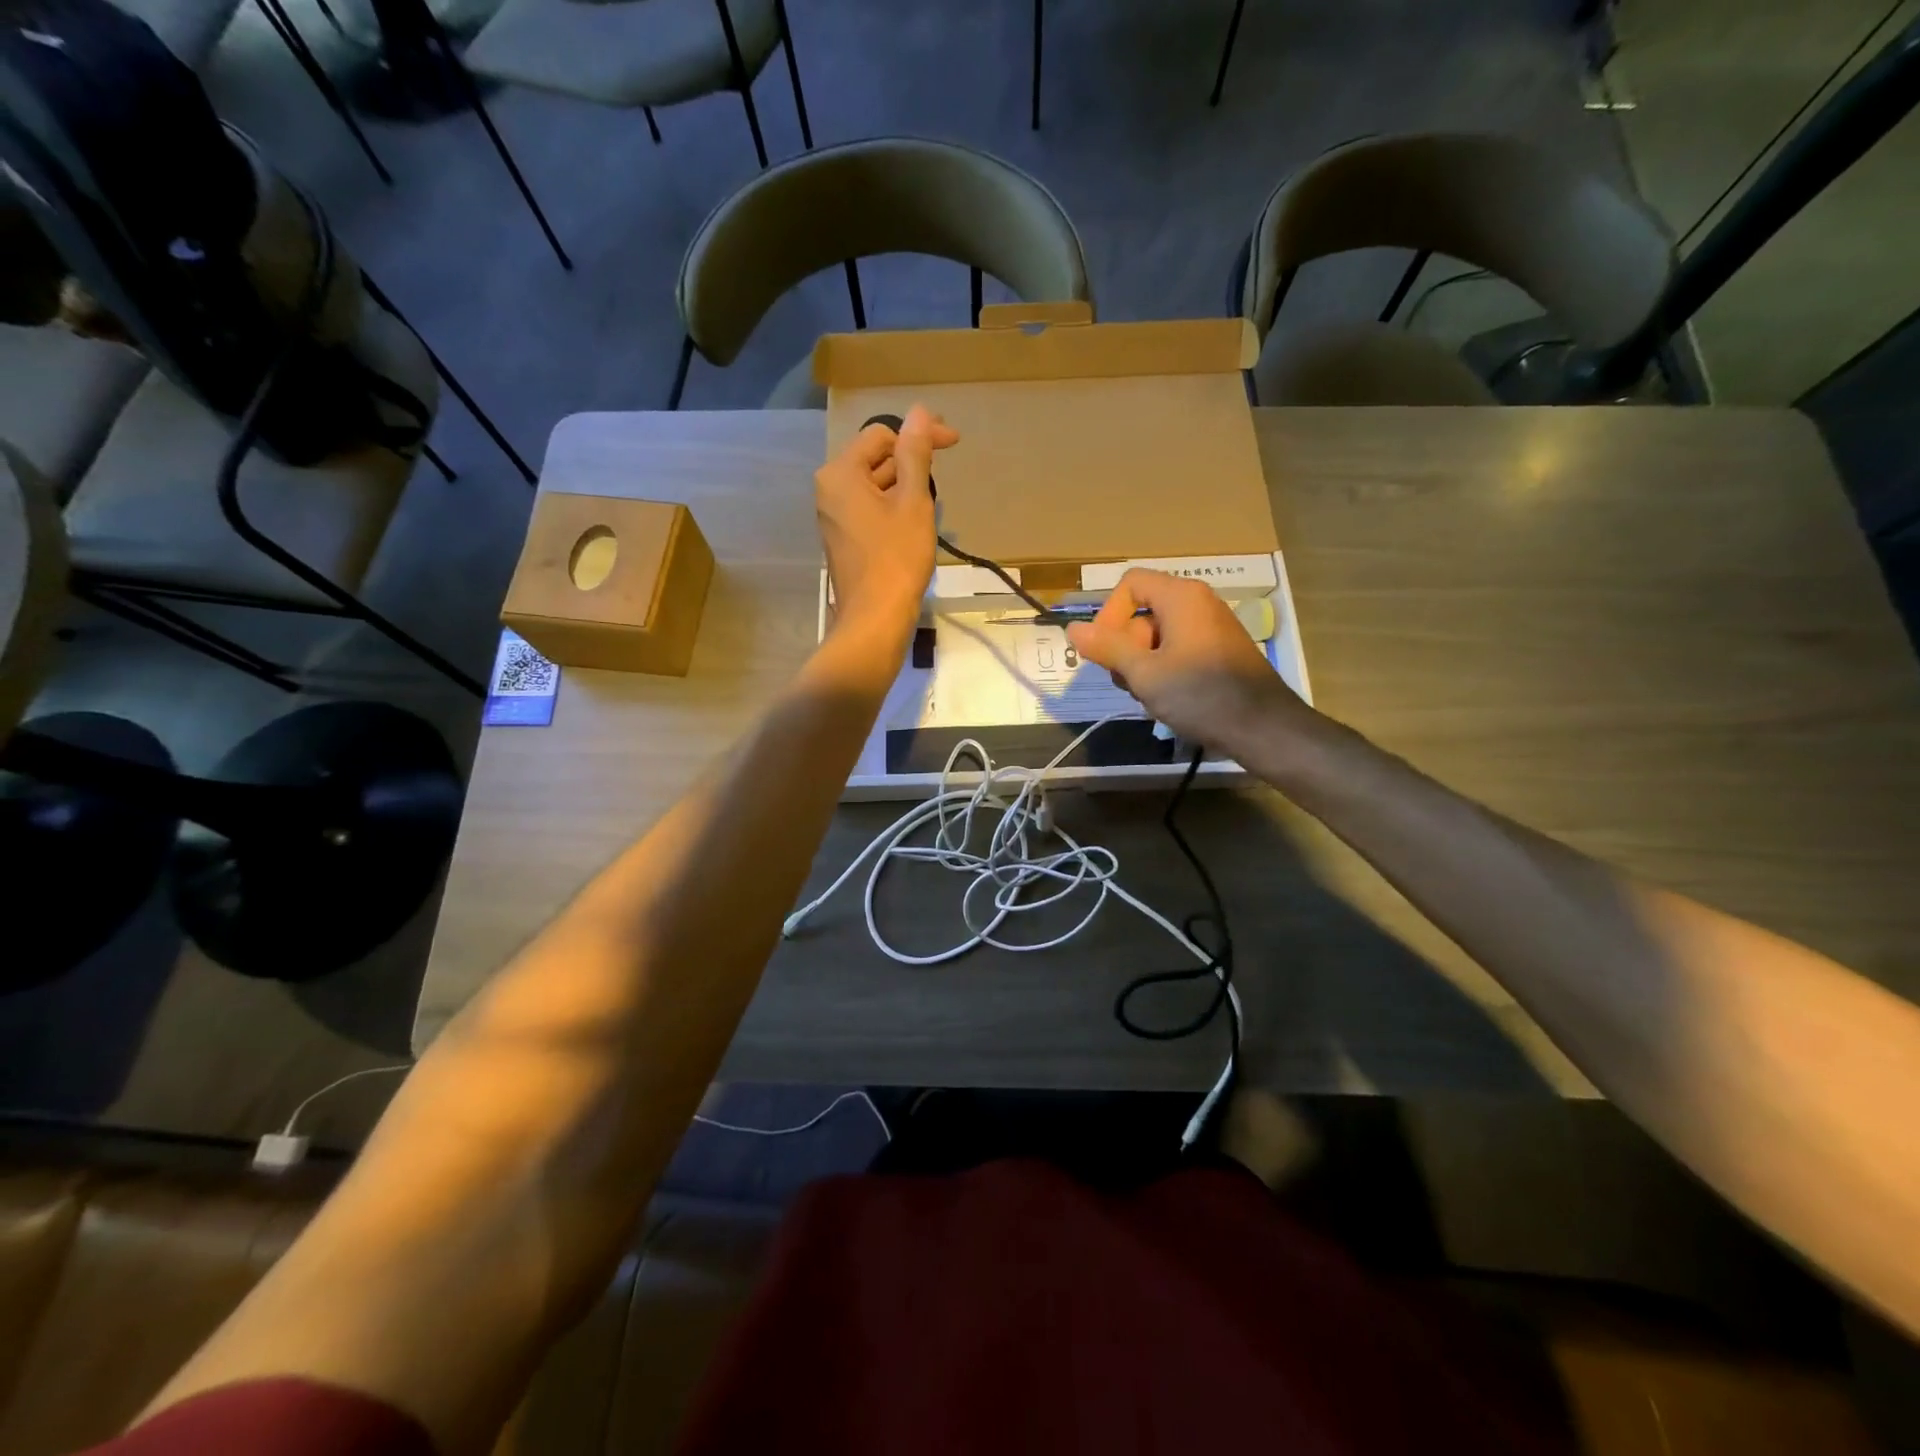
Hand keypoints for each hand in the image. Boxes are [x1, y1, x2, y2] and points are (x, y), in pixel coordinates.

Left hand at [815, 403, 957, 637]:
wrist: (874, 619)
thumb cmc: (897, 558)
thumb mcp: (913, 501)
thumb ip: (915, 454)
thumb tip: (920, 412)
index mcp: (841, 473)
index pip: (882, 435)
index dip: (920, 435)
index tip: (954, 442)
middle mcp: (829, 490)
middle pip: (875, 459)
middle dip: (911, 462)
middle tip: (944, 472)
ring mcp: (833, 516)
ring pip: (874, 486)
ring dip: (905, 486)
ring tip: (932, 502)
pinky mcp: (843, 539)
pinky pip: (870, 509)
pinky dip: (894, 508)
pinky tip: (916, 522)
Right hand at [1067, 568, 1315, 758]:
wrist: (1262, 727)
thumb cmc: (1200, 694)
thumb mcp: (1144, 673)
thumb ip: (1107, 648)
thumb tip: (1073, 628)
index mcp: (1180, 597)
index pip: (1130, 584)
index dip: (1108, 614)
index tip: (1105, 651)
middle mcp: (1197, 603)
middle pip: (1141, 612)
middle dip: (1125, 647)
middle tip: (1130, 682)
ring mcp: (1210, 628)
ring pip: (1156, 637)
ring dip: (1142, 665)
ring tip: (1151, 696)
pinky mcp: (1218, 652)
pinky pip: (1177, 650)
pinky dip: (1164, 671)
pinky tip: (1169, 700)